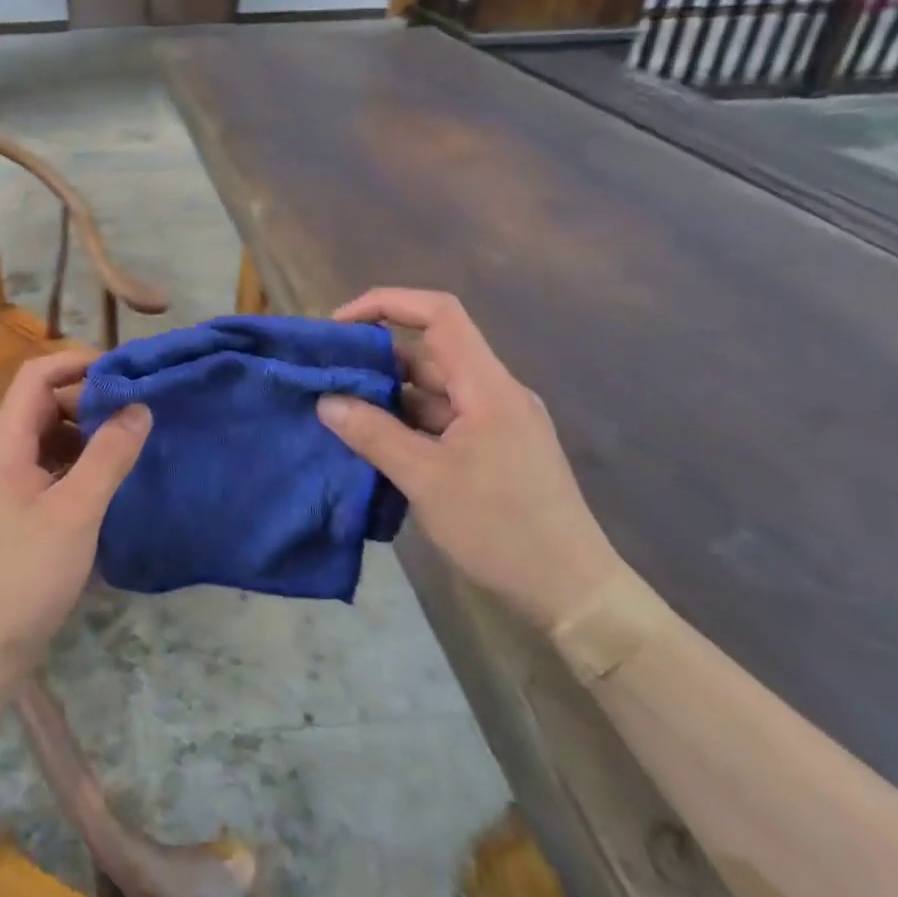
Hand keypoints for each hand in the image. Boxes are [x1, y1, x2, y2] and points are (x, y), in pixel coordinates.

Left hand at [0, 348, 151, 682]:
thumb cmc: (27, 574)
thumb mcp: (76, 511)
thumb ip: (109, 456)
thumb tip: (140, 407)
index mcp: (5, 444)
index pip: (36, 377)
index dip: (77, 363)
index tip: (123, 372)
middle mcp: (2, 455)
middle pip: (44, 404)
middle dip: (90, 400)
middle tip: (137, 410)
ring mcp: (9, 484)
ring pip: (51, 437)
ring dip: (89, 432)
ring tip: (132, 440)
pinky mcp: (20, 509)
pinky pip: (53, 467)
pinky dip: (82, 462)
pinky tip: (111, 478)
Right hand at [317, 288, 625, 633]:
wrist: (573, 593)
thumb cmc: (502, 529)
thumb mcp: (426, 479)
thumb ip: (373, 434)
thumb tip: (326, 401)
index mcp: (487, 386)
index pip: (440, 314)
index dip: (387, 303)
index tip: (338, 326)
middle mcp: (494, 393)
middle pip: (429, 354)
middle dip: (375, 360)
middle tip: (325, 378)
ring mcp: (495, 424)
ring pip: (431, 392)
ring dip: (386, 398)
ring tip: (337, 413)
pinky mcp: (493, 452)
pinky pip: (440, 422)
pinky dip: (404, 425)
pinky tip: (372, 444)